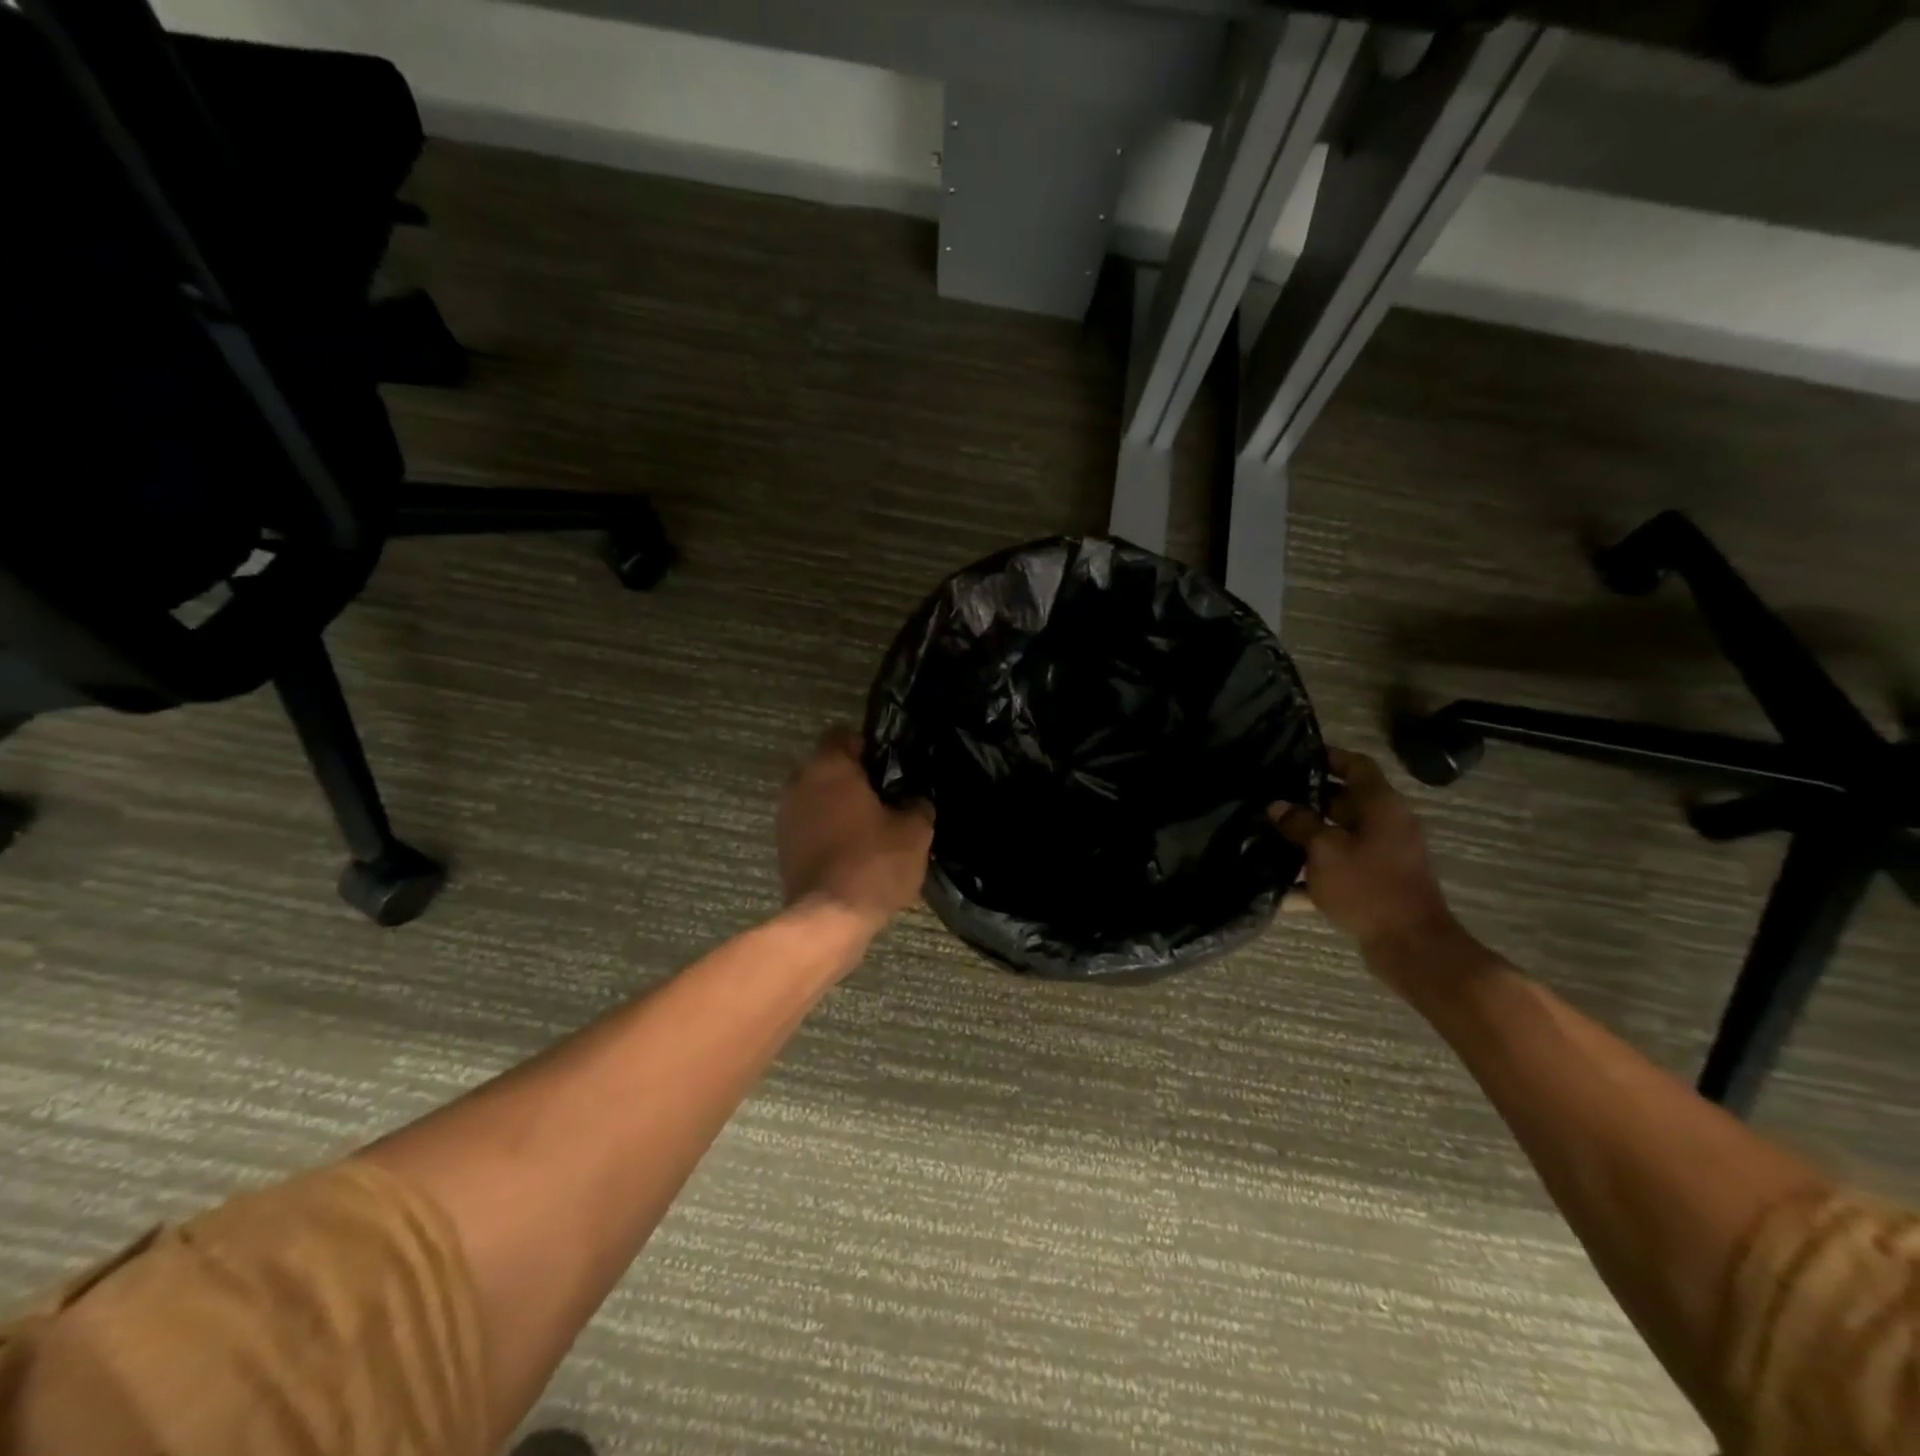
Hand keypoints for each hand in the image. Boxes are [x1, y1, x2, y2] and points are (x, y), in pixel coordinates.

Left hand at [778, 728, 932, 930]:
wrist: (829, 918)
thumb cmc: (873, 863)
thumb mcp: (914, 832)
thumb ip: (917, 805)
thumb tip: (914, 800)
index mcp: (829, 767)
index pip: (844, 735)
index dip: (869, 746)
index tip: (890, 767)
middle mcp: (799, 783)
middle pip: (828, 767)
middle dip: (853, 779)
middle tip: (885, 798)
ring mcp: (785, 816)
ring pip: (817, 798)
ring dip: (838, 807)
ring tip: (870, 828)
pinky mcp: (783, 847)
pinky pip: (809, 826)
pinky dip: (827, 832)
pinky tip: (853, 851)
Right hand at [1271, 747, 1467, 988]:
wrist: (1410, 945)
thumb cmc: (1368, 887)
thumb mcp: (1325, 851)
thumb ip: (1300, 824)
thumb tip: (1277, 805)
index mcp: (1381, 806)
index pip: (1356, 766)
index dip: (1329, 757)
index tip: (1296, 755)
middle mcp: (1386, 824)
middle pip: (1345, 801)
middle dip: (1308, 799)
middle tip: (1271, 797)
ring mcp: (1383, 855)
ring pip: (1340, 834)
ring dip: (1308, 835)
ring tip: (1268, 834)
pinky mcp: (1376, 882)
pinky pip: (1340, 865)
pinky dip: (1315, 870)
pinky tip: (1280, 883)